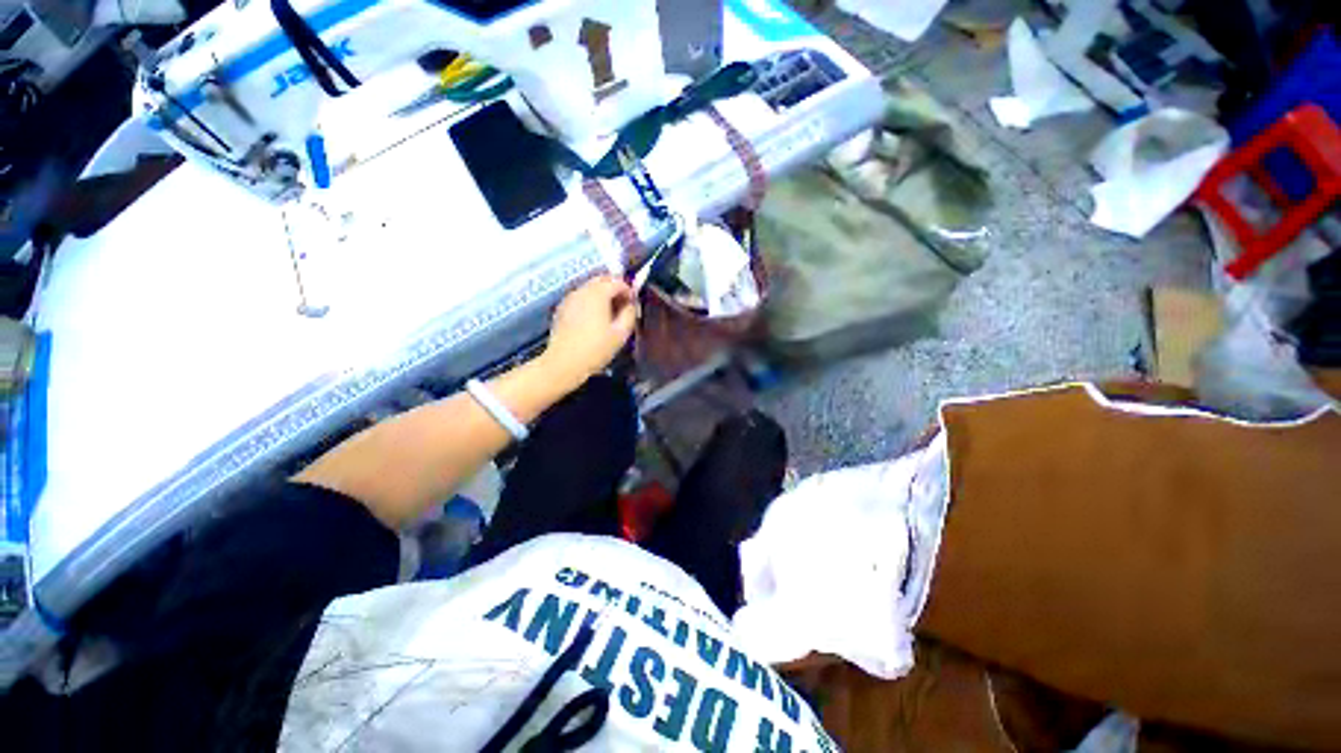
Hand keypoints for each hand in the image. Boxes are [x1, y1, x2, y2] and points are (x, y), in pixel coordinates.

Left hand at [541, 275, 637, 388]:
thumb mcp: (621, 334)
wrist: (564, 363)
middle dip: (614, 290)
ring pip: (589, 289)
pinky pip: (580, 298)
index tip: (633, 304)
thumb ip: (629, 314)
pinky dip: (589, 303)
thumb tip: (631, 305)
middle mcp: (581, 290)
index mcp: (597, 294)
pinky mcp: (561, 309)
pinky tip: (593, 320)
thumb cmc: (596, 349)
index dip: (628, 290)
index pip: (617, 281)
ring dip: (602, 296)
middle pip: (601, 280)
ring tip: (609, 315)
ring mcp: (569, 299)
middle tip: (622, 307)